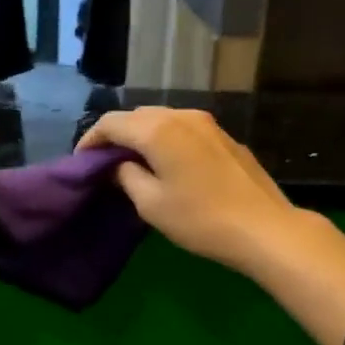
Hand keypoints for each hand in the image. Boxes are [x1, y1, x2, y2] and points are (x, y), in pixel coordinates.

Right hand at [78, 107, 299, 276]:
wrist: (263, 228)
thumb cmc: (200, 219)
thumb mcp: (151, 204)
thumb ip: (127, 177)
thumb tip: (119, 165)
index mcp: (158, 130)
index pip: (112, 123)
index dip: (91, 140)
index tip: (81, 161)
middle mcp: (182, 116)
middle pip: (138, 116)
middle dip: (117, 135)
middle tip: (104, 162)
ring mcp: (208, 124)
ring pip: (163, 120)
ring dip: (143, 136)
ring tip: (133, 162)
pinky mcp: (225, 138)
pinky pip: (184, 130)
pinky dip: (166, 140)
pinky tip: (167, 163)